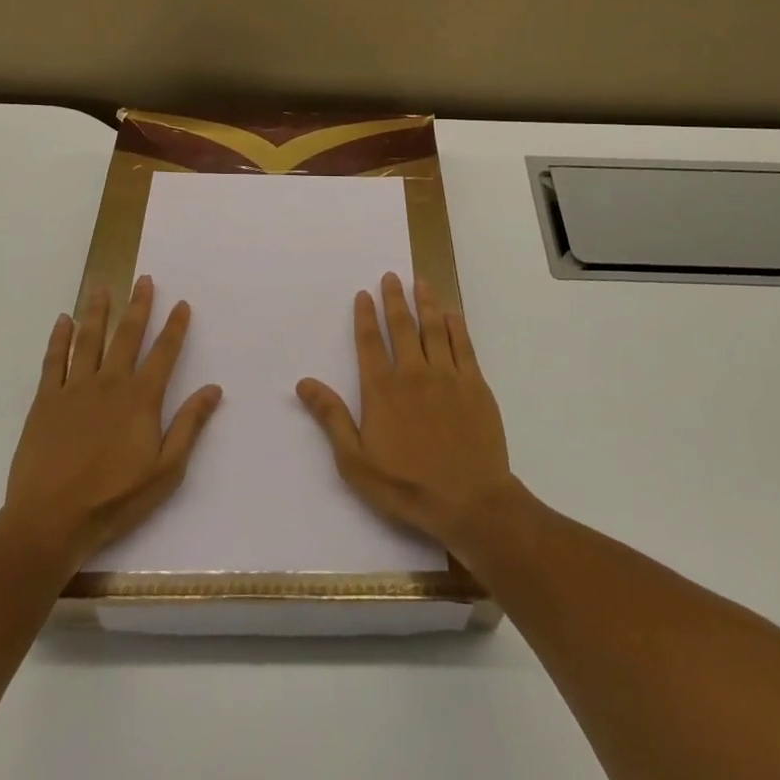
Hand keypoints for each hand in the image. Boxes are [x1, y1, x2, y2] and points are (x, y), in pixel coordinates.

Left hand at [2, 275, 221, 575]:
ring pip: (89, 339)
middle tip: (144, 279)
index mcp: (141, 399)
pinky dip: (59, 338)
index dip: (174, 327)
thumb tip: (213, 388)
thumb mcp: (165, 471)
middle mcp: (110, 383)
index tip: (181, 303)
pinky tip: (64, 320)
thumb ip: (189, 426)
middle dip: (138, 305)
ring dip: (98, 311)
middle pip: (127, 335)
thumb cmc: (114, 500)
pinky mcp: (45, 401)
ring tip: (102, 287)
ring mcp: (74, 389)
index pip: (163, 353)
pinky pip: (54, 360)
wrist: (50, 522)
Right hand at [296, 272, 517, 553]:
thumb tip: (304, 383)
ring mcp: (447, 376)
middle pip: (402, 326)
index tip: (364, 294)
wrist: (470, 502)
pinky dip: (456, 326)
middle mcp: (413, 372)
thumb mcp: (355, 461)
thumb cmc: (407, 486)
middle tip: (391, 276)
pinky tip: (452, 314)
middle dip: (394, 298)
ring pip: (434, 328)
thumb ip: (332, 418)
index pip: (369, 342)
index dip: (365, 316)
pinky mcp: (475, 385)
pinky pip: (464, 346)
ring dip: (426, 303)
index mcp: (382, 389)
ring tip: (420, 282)